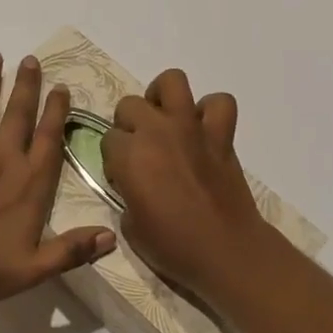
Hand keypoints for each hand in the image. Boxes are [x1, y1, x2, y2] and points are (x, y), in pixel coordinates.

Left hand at [0, 52, 115, 304]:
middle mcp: (2, 158)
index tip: (60, 86)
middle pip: (18, 113)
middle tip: (31, 60)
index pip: (49, 138)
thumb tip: (111, 237)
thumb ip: (72, 250)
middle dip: (27, 85)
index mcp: (29, 182)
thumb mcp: (34, 269)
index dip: (56, 111)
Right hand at [100, 68, 274, 298]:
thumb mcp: (130, 226)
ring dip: (162, 97)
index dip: (113, 158)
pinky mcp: (221, 135)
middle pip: (130, 105)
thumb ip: (126, 193)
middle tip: (140, 151)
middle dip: (129, 125)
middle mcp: (157, 131)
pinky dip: (210, 111)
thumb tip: (135, 184)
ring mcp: (192, 128)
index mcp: (129, 155)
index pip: (108, 138)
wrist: (224, 250)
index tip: (123, 177)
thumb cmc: (172, 246)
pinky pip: (219, 103)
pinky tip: (202, 130)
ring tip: (164, 120)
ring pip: (172, 82)